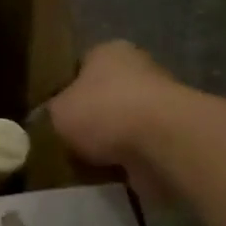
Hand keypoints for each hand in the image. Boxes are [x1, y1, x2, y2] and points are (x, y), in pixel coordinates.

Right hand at [43, 41, 182, 194]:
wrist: (163, 143)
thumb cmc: (102, 112)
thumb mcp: (56, 110)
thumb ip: (52, 112)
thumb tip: (51, 119)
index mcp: (109, 52)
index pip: (81, 65)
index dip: (64, 88)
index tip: (51, 111)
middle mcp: (140, 70)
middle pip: (104, 94)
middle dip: (88, 117)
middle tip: (64, 138)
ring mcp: (161, 103)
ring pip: (122, 123)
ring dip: (107, 141)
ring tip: (81, 161)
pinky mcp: (174, 135)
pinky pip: (138, 148)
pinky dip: (124, 160)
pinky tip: (105, 173)